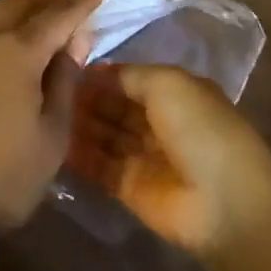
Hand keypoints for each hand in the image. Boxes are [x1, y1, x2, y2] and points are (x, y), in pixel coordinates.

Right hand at [68, 63, 270, 256]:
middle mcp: (159, 122)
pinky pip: (100, 167)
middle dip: (87, 98)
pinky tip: (54, 142)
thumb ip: (129, 75)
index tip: (66, 65)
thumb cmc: (199, 128)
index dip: (101, 74)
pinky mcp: (131, 190)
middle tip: (49, 89)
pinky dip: (80, 155)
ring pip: (106, 134)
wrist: (224, 204)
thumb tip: (97, 72)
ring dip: (80, 124)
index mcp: (174, 93)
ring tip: (46, 112)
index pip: (129, 79)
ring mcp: (145, 157)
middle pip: (115, 106)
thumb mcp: (167, 83)